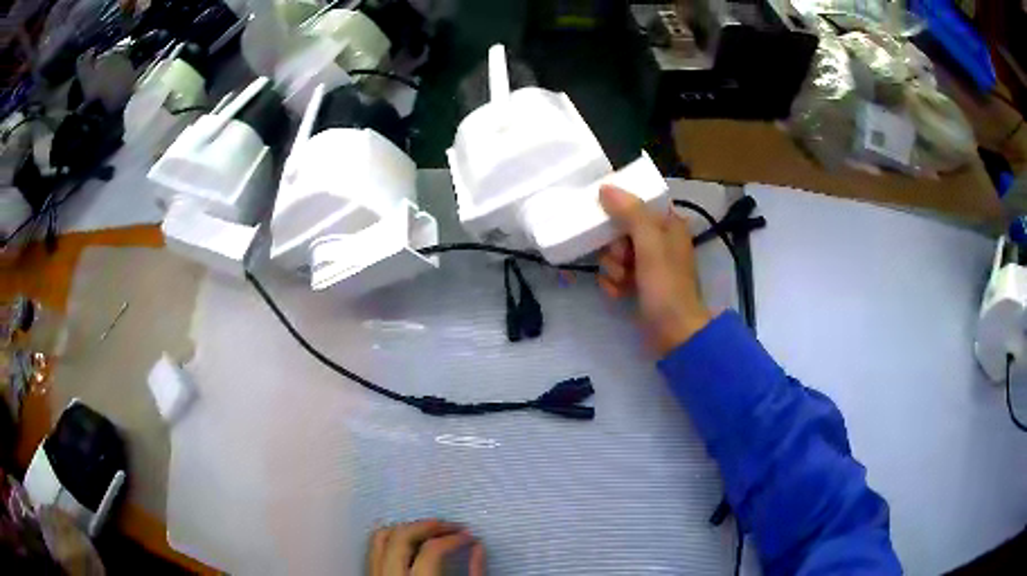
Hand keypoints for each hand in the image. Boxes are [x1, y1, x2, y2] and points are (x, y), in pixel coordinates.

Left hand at [368, 519, 484, 575]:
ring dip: (406, 529)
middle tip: (450, 526)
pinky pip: (373, 549)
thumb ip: (474, 573)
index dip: (454, 538)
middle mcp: (389, 575)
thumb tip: (478, 546)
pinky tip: (409, 543)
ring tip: (429, 530)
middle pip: (401, 536)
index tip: (469, 536)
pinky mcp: (370, 575)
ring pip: (380, 538)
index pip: (432, 549)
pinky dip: (390, 539)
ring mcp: (375, 574)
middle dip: (428, 525)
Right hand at [598, 185, 711, 354]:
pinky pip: (616, 274)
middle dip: (615, 248)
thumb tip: (606, 187)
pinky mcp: (639, 285)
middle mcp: (660, 241)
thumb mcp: (650, 244)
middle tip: (622, 260)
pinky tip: (618, 293)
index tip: (610, 222)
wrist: (673, 333)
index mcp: (669, 225)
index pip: (638, 205)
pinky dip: (613, 283)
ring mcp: (649, 265)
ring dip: (612, 269)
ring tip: (622, 282)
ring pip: (616, 254)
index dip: (622, 213)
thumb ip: (630, 213)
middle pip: (622, 231)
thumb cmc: (666, 286)